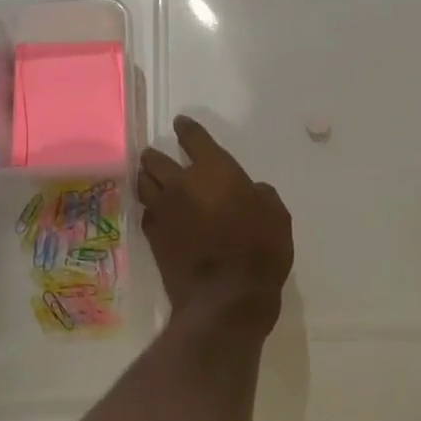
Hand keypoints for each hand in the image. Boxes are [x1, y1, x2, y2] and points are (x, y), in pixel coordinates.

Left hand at [138, 116, 292, 331]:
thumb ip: (260, 195)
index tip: (181, 123)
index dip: (187, 129)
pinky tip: (155, 212)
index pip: (194, 139)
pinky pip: (146, 213)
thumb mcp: (276, 215)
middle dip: (155, 155)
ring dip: (146, 178)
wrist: (226, 296)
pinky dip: (150, 209)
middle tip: (155, 155)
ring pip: (144, 184)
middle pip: (156, 160)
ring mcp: (163, 210)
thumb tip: (250, 190)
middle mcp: (181, 184)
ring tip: (149, 178)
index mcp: (214, 170)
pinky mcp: (153, 237)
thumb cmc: (259, 249)